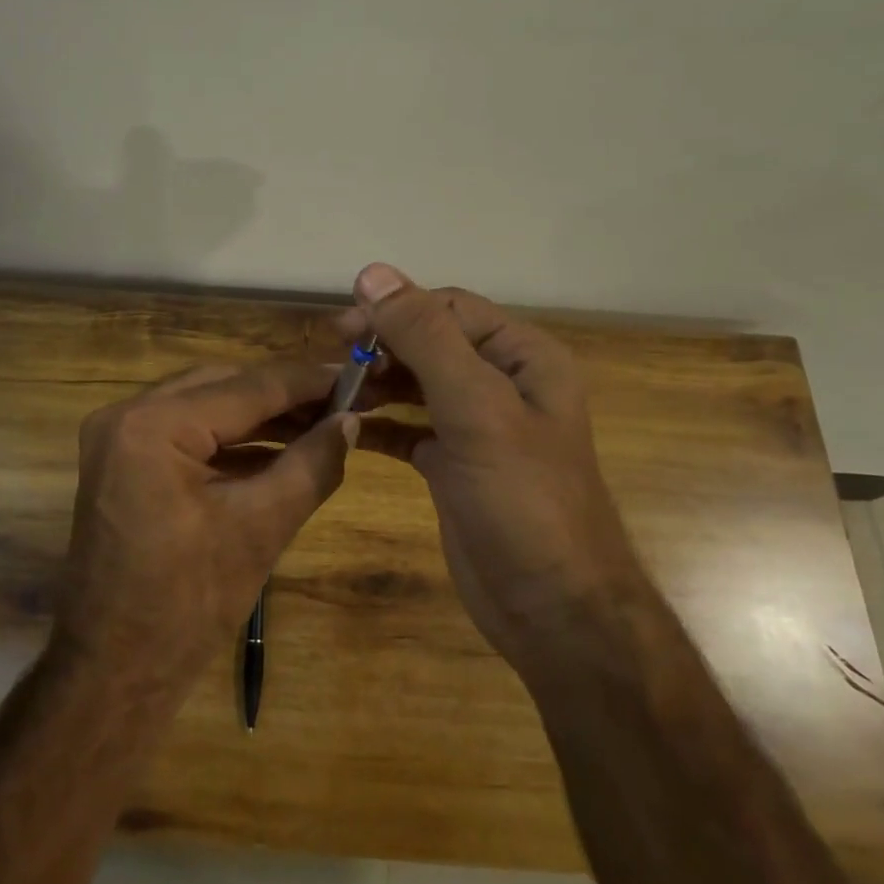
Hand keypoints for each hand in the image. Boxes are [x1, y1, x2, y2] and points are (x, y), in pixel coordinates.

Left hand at [54, 360, 357, 702]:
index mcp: (153, 426)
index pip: (248, 387)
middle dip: (287, 395)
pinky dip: (233, 439)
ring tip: (324, 421)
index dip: (310, 381)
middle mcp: (127, 414)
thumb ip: (312, 464)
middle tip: (346, 400)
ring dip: (263, 416)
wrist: (115, 671)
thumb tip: (352, 421)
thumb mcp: (261, 528)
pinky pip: (188, 432)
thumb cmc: (188, 604)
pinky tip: (281, 446)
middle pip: (224, 385)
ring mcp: (118, 436)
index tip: (361, 374)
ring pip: (206, 405)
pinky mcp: (123, 460)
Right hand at [336, 263, 634, 677]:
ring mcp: (477, 427)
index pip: (449, 309)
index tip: (340, 330)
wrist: (553, 608)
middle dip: (381, 347)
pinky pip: (408, 429)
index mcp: (522, 358)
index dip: (395, 310)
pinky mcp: (453, 465)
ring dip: (375, 383)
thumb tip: (373, 274)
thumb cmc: (522, 500)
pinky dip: (378, 424)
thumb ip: (426, 338)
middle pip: (430, 343)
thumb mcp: (476, 409)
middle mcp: (502, 384)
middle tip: (330, 363)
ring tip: (331, 392)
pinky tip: (344, 427)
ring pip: (416, 385)